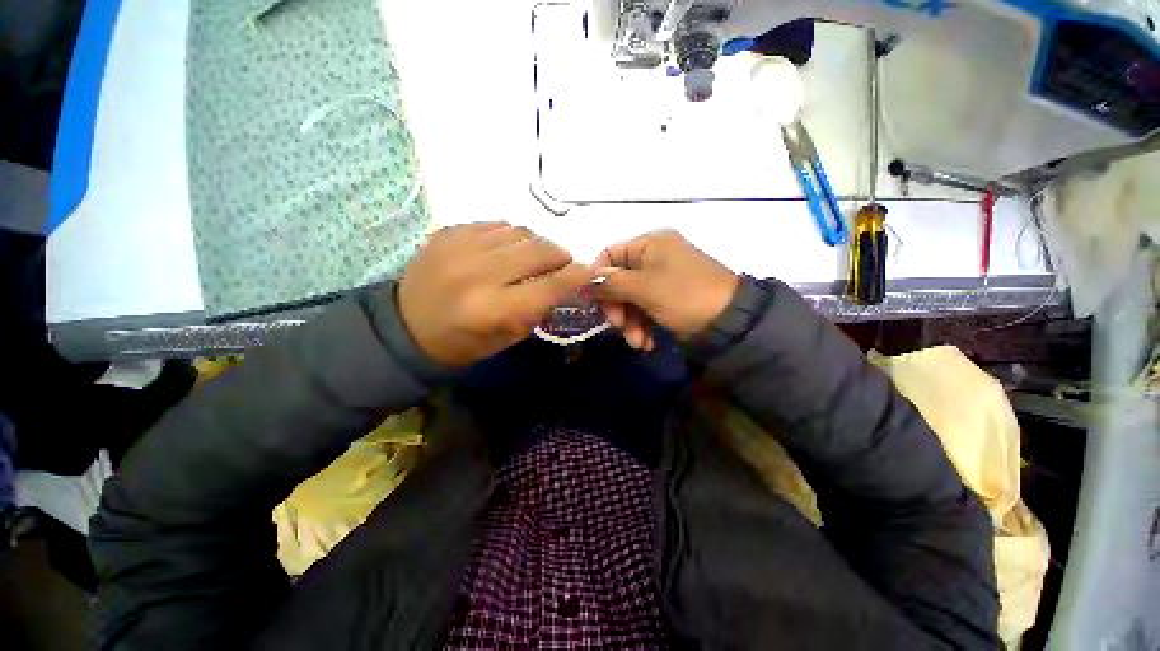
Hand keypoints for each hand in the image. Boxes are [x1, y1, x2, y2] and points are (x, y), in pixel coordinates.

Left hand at [397, 222, 594, 365]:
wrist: (406, 327)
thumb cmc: (463, 342)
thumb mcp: (508, 337)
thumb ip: (539, 308)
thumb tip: (564, 282)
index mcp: (492, 310)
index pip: (549, 286)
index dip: (576, 277)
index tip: (590, 271)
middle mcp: (478, 274)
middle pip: (538, 249)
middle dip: (559, 255)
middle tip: (561, 263)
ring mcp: (460, 247)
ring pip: (520, 231)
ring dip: (535, 245)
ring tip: (530, 258)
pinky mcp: (449, 232)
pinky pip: (496, 224)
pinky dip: (510, 237)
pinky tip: (504, 251)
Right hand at [592, 230, 738, 350]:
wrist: (730, 322)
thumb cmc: (684, 296)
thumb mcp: (644, 288)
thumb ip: (611, 283)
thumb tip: (583, 281)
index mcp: (650, 243)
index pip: (609, 254)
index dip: (598, 278)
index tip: (593, 302)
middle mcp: (654, 257)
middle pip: (619, 280)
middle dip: (617, 308)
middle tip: (618, 326)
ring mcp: (661, 279)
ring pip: (630, 299)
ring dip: (629, 323)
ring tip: (638, 343)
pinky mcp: (668, 298)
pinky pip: (644, 309)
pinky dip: (642, 326)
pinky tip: (647, 343)